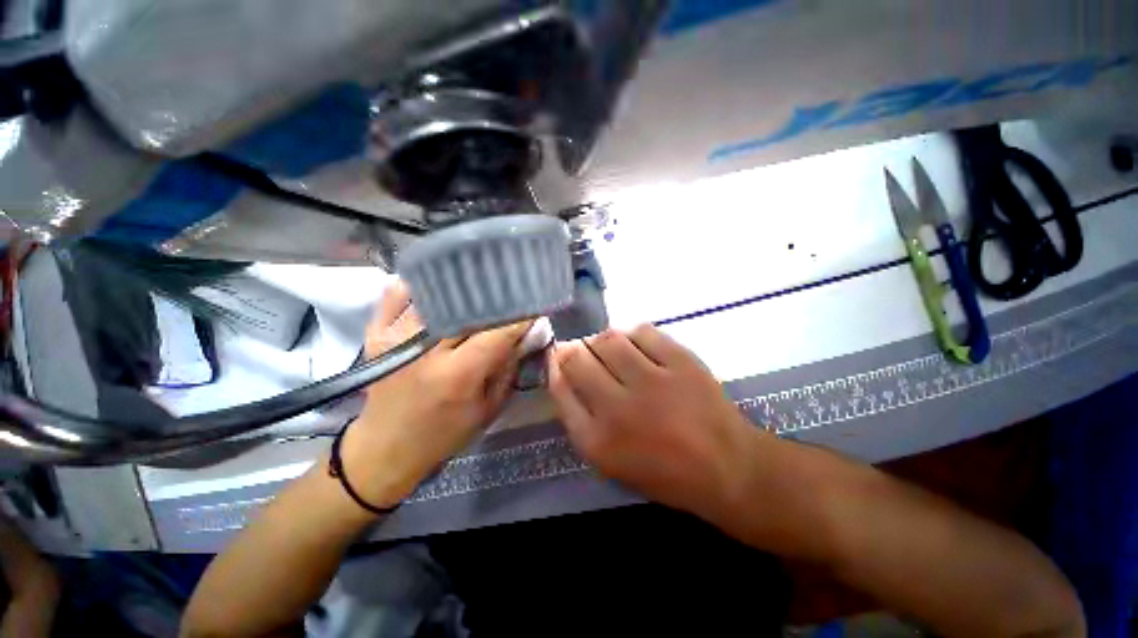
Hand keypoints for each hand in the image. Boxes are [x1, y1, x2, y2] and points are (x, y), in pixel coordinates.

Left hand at [340, 280, 532, 507]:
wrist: (385, 448)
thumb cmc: (443, 434)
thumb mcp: (487, 409)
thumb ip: (507, 370)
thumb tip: (524, 337)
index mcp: (457, 375)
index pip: (497, 333)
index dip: (519, 317)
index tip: (534, 306)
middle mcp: (425, 351)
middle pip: (468, 308)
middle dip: (495, 298)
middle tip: (512, 292)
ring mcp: (395, 337)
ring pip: (435, 295)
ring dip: (462, 288)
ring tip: (481, 283)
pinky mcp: (377, 333)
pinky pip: (397, 294)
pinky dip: (420, 285)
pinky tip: (439, 284)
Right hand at [548, 325, 753, 517]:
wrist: (726, 467)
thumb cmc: (663, 470)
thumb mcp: (610, 460)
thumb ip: (580, 418)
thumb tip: (562, 373)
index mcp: (598, 441)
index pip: (560, 389)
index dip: (555, 366)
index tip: (557, 357)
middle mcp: (619, 409)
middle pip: (578, 360)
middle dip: (572, 349)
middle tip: (581, 351)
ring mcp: (652, 383)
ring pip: (608, 340)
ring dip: (600, 339)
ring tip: (609, 348)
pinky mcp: (681, 363)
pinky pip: (643, 332)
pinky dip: (632, 333)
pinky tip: (636, 344)